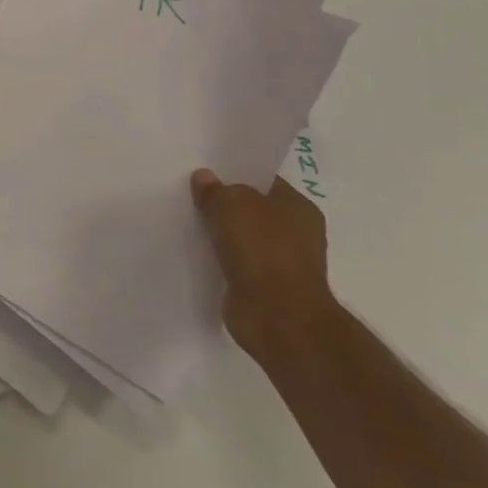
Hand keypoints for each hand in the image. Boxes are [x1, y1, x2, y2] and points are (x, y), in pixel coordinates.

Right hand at [190, 168, 339, 361]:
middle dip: (225, 205)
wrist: (277, 317)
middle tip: (191, 194)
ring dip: (220, 234)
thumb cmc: (263, 249)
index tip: (206, 170)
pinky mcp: (264, 289)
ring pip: (242, 238)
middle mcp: (296, 234)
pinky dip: (219, 260)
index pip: (264, 182)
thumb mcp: (231, 204)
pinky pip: (235, 264)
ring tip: (187, 222)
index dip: (236, 174)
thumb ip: (215, 189)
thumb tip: (204, 178)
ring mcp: (281, 264)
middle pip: (252, 210)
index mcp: (299, 208)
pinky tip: (196, 252)